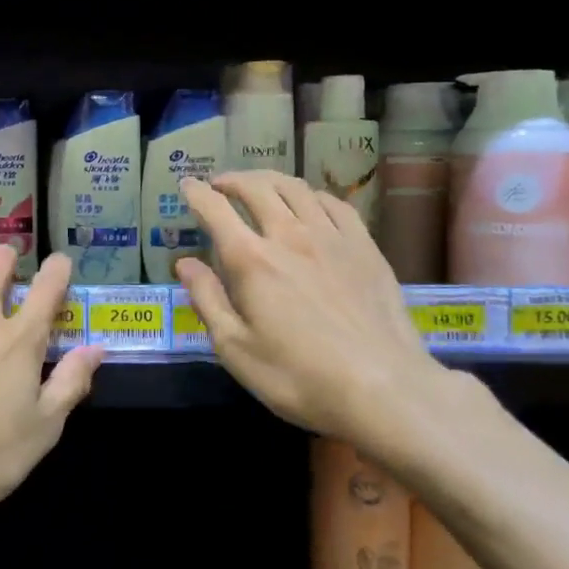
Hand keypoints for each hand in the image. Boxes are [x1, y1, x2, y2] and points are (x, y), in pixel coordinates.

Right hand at [175, 172, 451, 466]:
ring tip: (258, 186)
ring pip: (296, 188)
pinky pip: (335, 204)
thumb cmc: (299, 377)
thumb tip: (184, 262)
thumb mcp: (235, 349)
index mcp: (251, 260)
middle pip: (256, 188)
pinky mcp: (365, 247)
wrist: (384, 389)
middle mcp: (289, 236)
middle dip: (231, 180)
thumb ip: (207, 300)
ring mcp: (332, 238)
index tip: (186, 185)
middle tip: (219, 185)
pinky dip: (311, 195)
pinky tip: (308, 203)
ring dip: (269, 180)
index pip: (215, 210)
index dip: (196, 193)